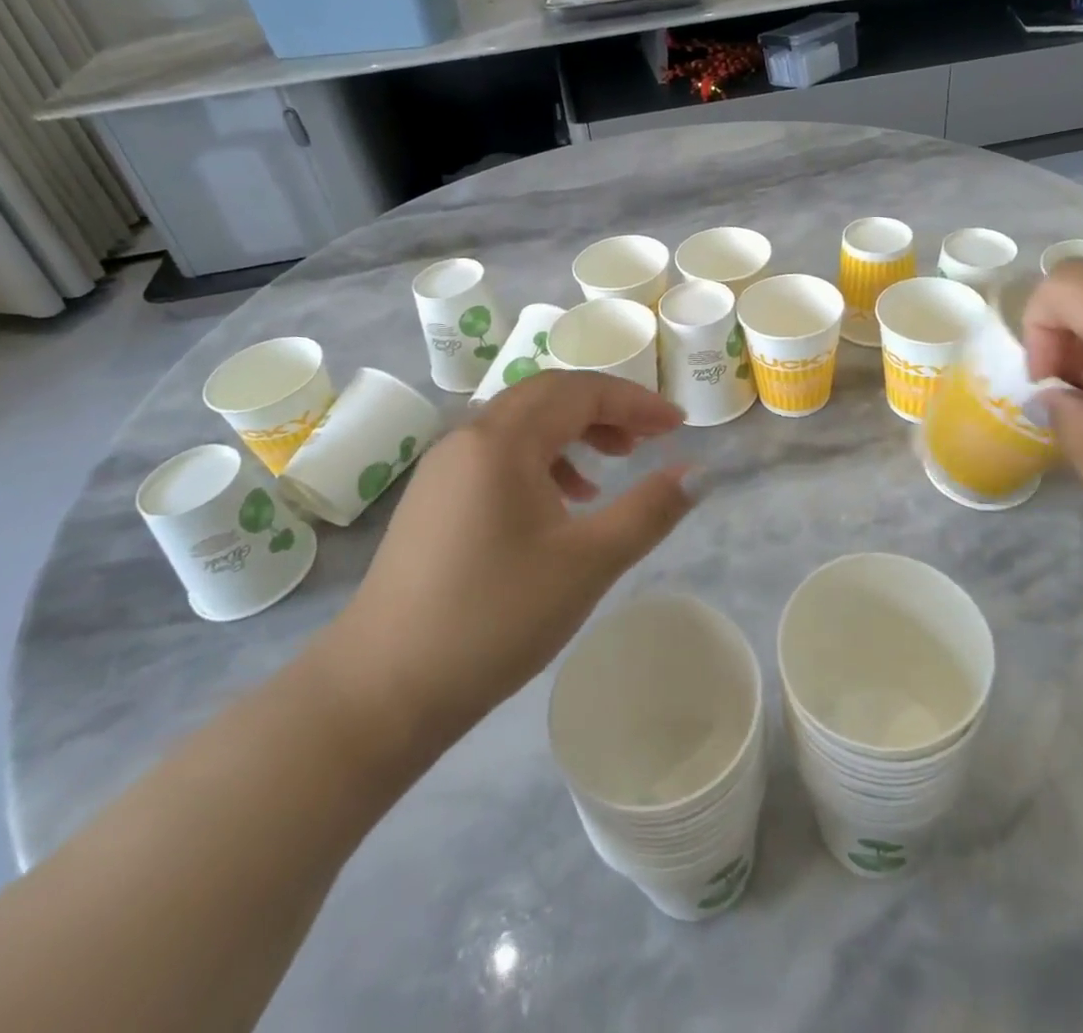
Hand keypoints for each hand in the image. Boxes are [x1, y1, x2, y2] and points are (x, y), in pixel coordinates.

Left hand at [314, 371, 693, 767]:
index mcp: (502, 440)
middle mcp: (468, 438)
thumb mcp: (588, 563)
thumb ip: (649, 510)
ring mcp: (444, 468)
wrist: (381, 691)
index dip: (636, 402)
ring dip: (573, 432)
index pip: (581, 392)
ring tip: (611, 469)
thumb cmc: (494, 618)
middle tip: (649, 439)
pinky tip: (562, 504)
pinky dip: (542, 461)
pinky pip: (499, 455)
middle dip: (606, 410)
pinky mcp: (434, 499)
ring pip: (522, 425)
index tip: (679, 427)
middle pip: (548, 396)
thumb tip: (700, 472)